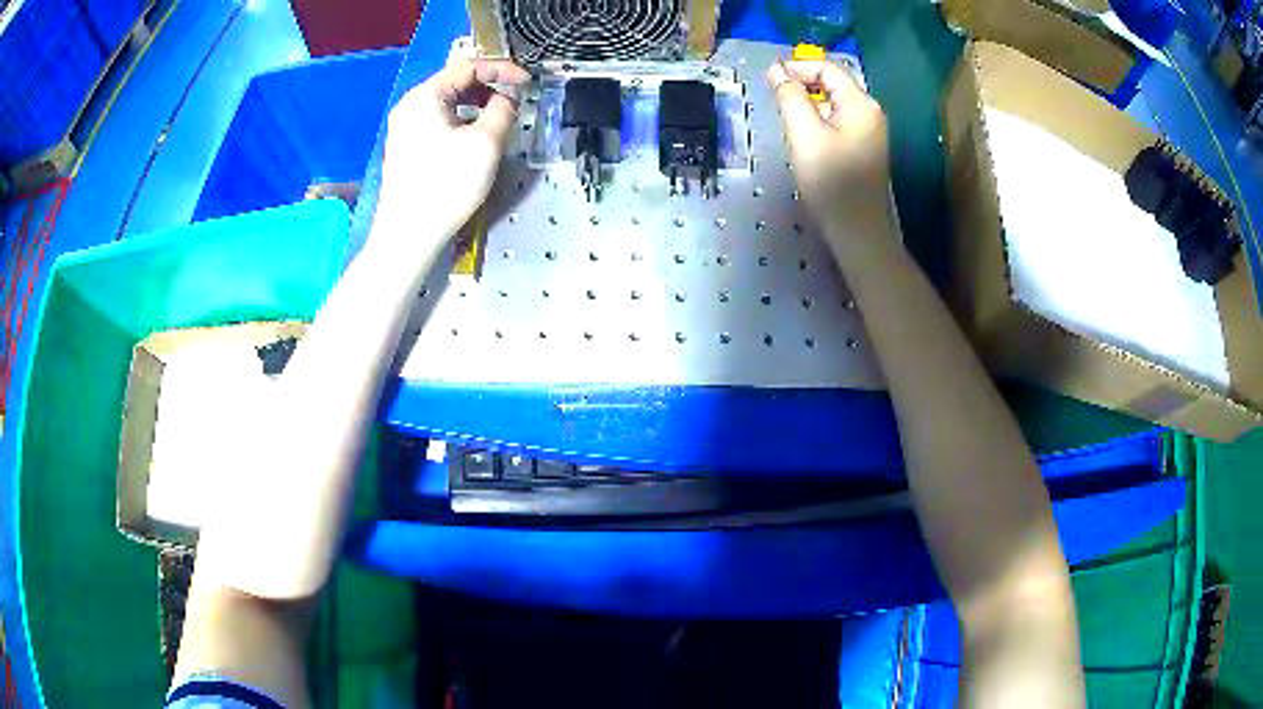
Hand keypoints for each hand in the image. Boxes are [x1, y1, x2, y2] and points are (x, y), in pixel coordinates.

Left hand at [373, 59, 530, 253]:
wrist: (407, 235)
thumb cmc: (446, 185)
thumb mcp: (486, 143)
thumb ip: (504, 110)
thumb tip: (508, 98)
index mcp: (425, 96)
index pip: (468, 67)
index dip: (502, 69)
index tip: (527, 82)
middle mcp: (410, 105)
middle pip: (455, 83)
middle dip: (489, 87)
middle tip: (514, 101)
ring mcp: (404, 127)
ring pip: (447, 103)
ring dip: (476, 105)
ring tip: (498, 121)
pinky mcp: (405, 147)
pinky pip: (437, 121)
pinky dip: (461, 121)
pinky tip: (474, 139)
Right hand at [766, 60, 892, 244]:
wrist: (858, 231)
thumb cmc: (832, 182)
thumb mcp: (804, 134)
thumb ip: (790, 96)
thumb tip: (776, 69)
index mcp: (860, 103)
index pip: (827, 68)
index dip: (796, 68)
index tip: (768, 80)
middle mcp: (870, 112)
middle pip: (833, 83)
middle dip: (802, 84)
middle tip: (773, 99)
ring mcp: (870, 131)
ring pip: (834, 103)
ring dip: (808, 103)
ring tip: (786, 118)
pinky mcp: (864, 148)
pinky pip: (839, 121)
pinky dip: (819, 120)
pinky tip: (805, 136)